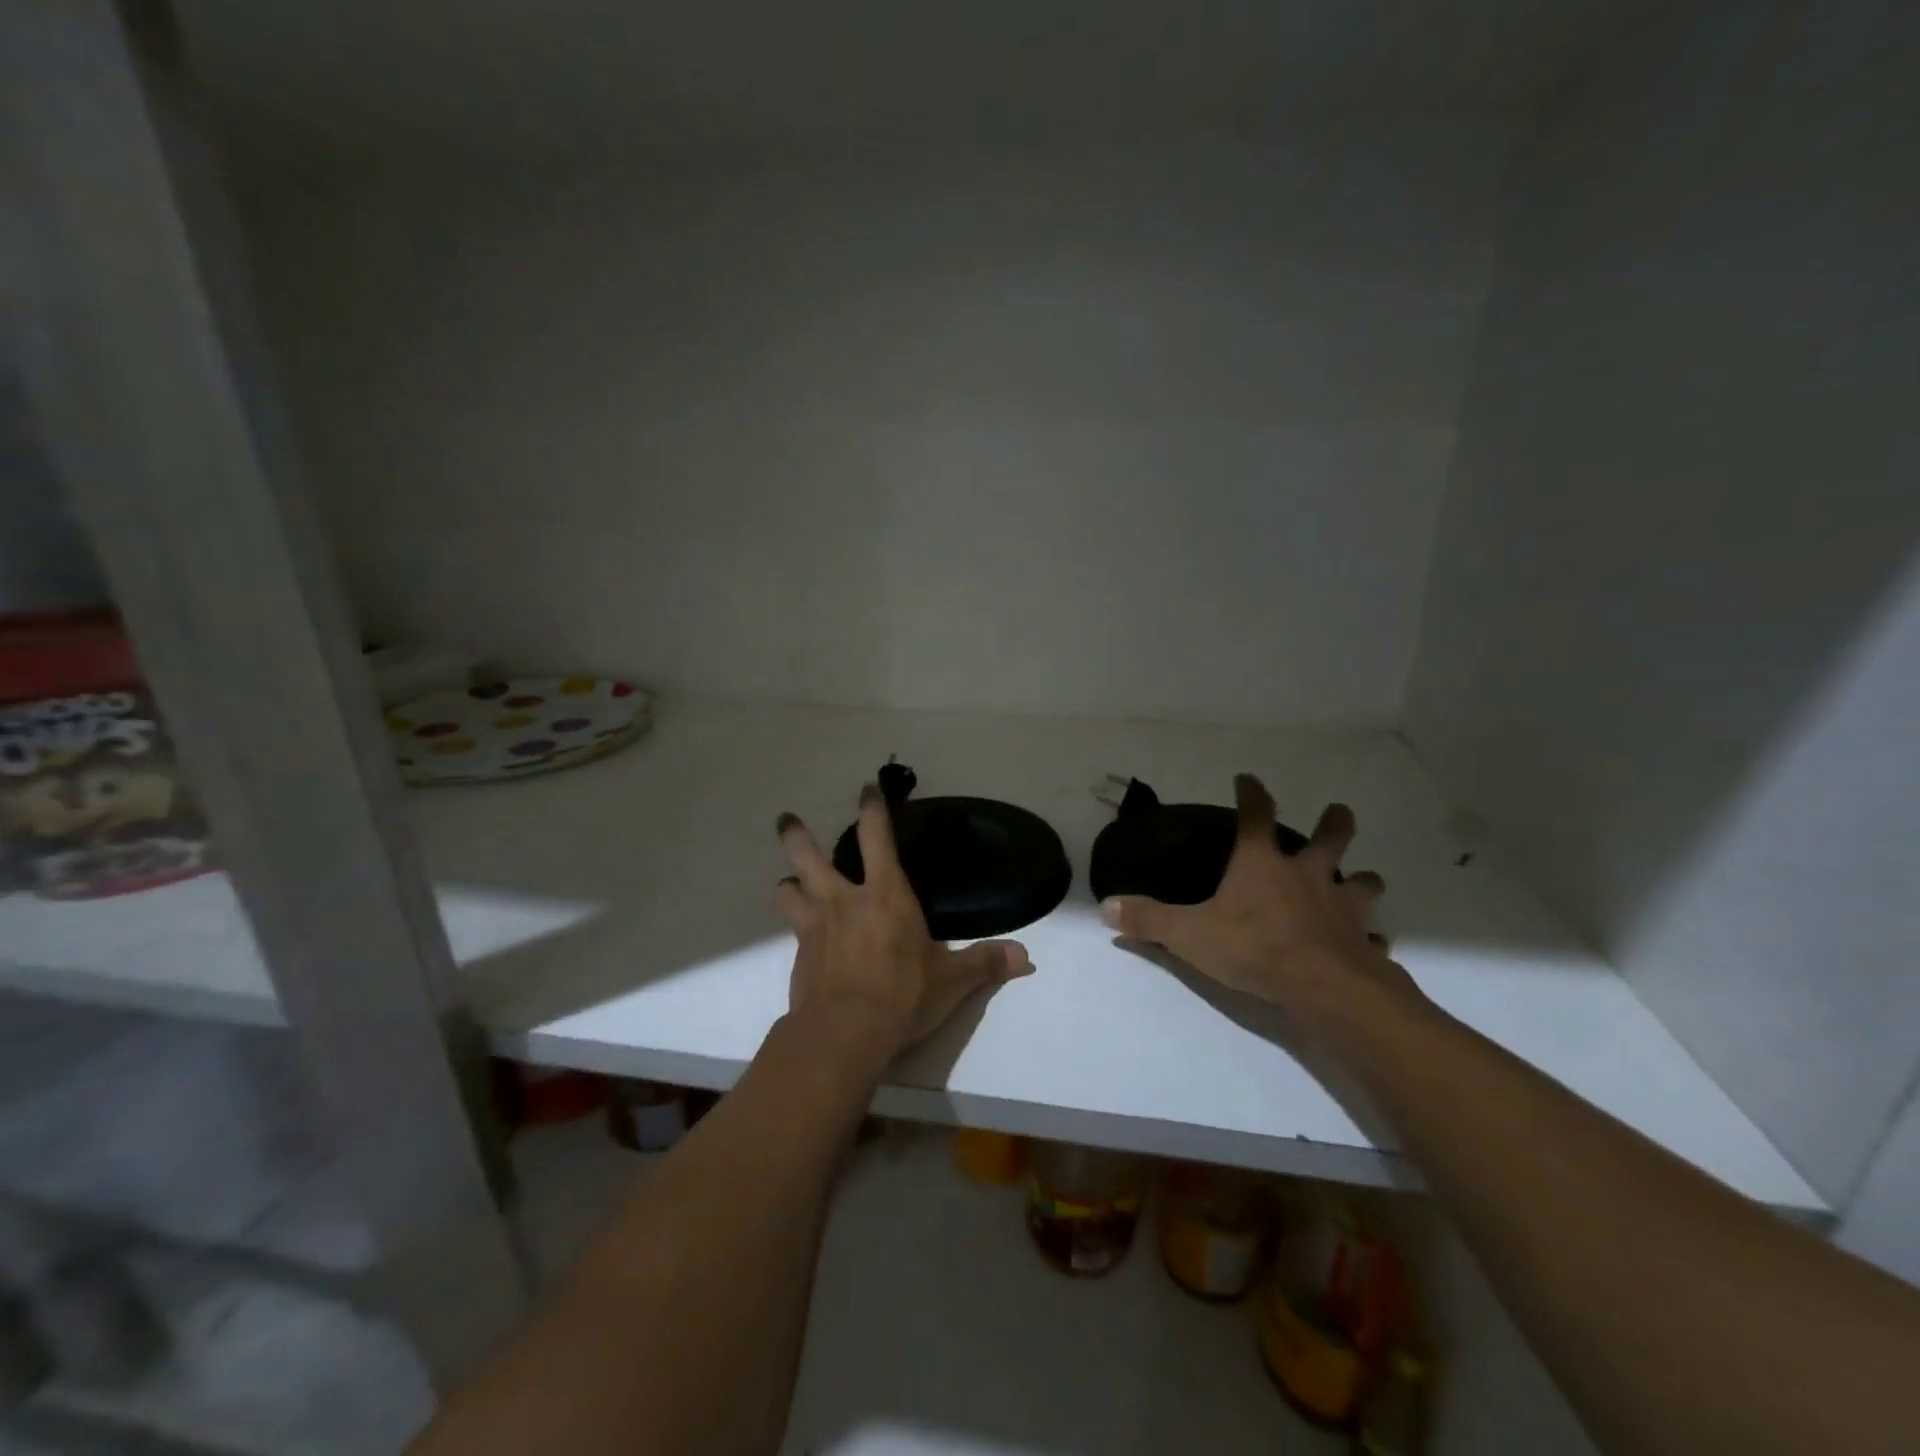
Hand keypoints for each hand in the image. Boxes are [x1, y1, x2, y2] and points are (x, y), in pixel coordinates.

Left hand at [774, 786, 1032, 1058]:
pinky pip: (792, 931)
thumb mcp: (951, 981)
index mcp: (885, 894)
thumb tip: (1025, 958)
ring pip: (789, 890)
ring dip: (788, 883)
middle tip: (786, 820)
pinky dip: (794, 927)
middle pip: (809, 856)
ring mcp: (815, 927)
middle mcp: (844, 900)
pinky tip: (801, 939)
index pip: (876, 837)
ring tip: (788, 883)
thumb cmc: (902, 996)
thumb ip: (985, 963)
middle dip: (797, 835)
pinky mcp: (799, 956)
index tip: (866, 789)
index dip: (872, 809)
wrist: (843, 1035)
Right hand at [1099, 774, 1422, 1021]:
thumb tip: (1107, 908)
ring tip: (1362, 882)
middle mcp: (1307, 875)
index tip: (1248, 778)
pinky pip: (1374, 937)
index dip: (1252, 794)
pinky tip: (1372, 945)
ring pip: (1362, 883)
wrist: (1323, 987)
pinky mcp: (1363, 941)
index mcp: (1262, 865)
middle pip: (1330, 838)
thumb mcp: (1190, 934)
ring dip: (1362, 881)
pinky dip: (1372, 938)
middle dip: (1335, 822)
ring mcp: (1341, 907)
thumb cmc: (1253, 947)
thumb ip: (1149, 920)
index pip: (1256, 815)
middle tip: (1339, 812)